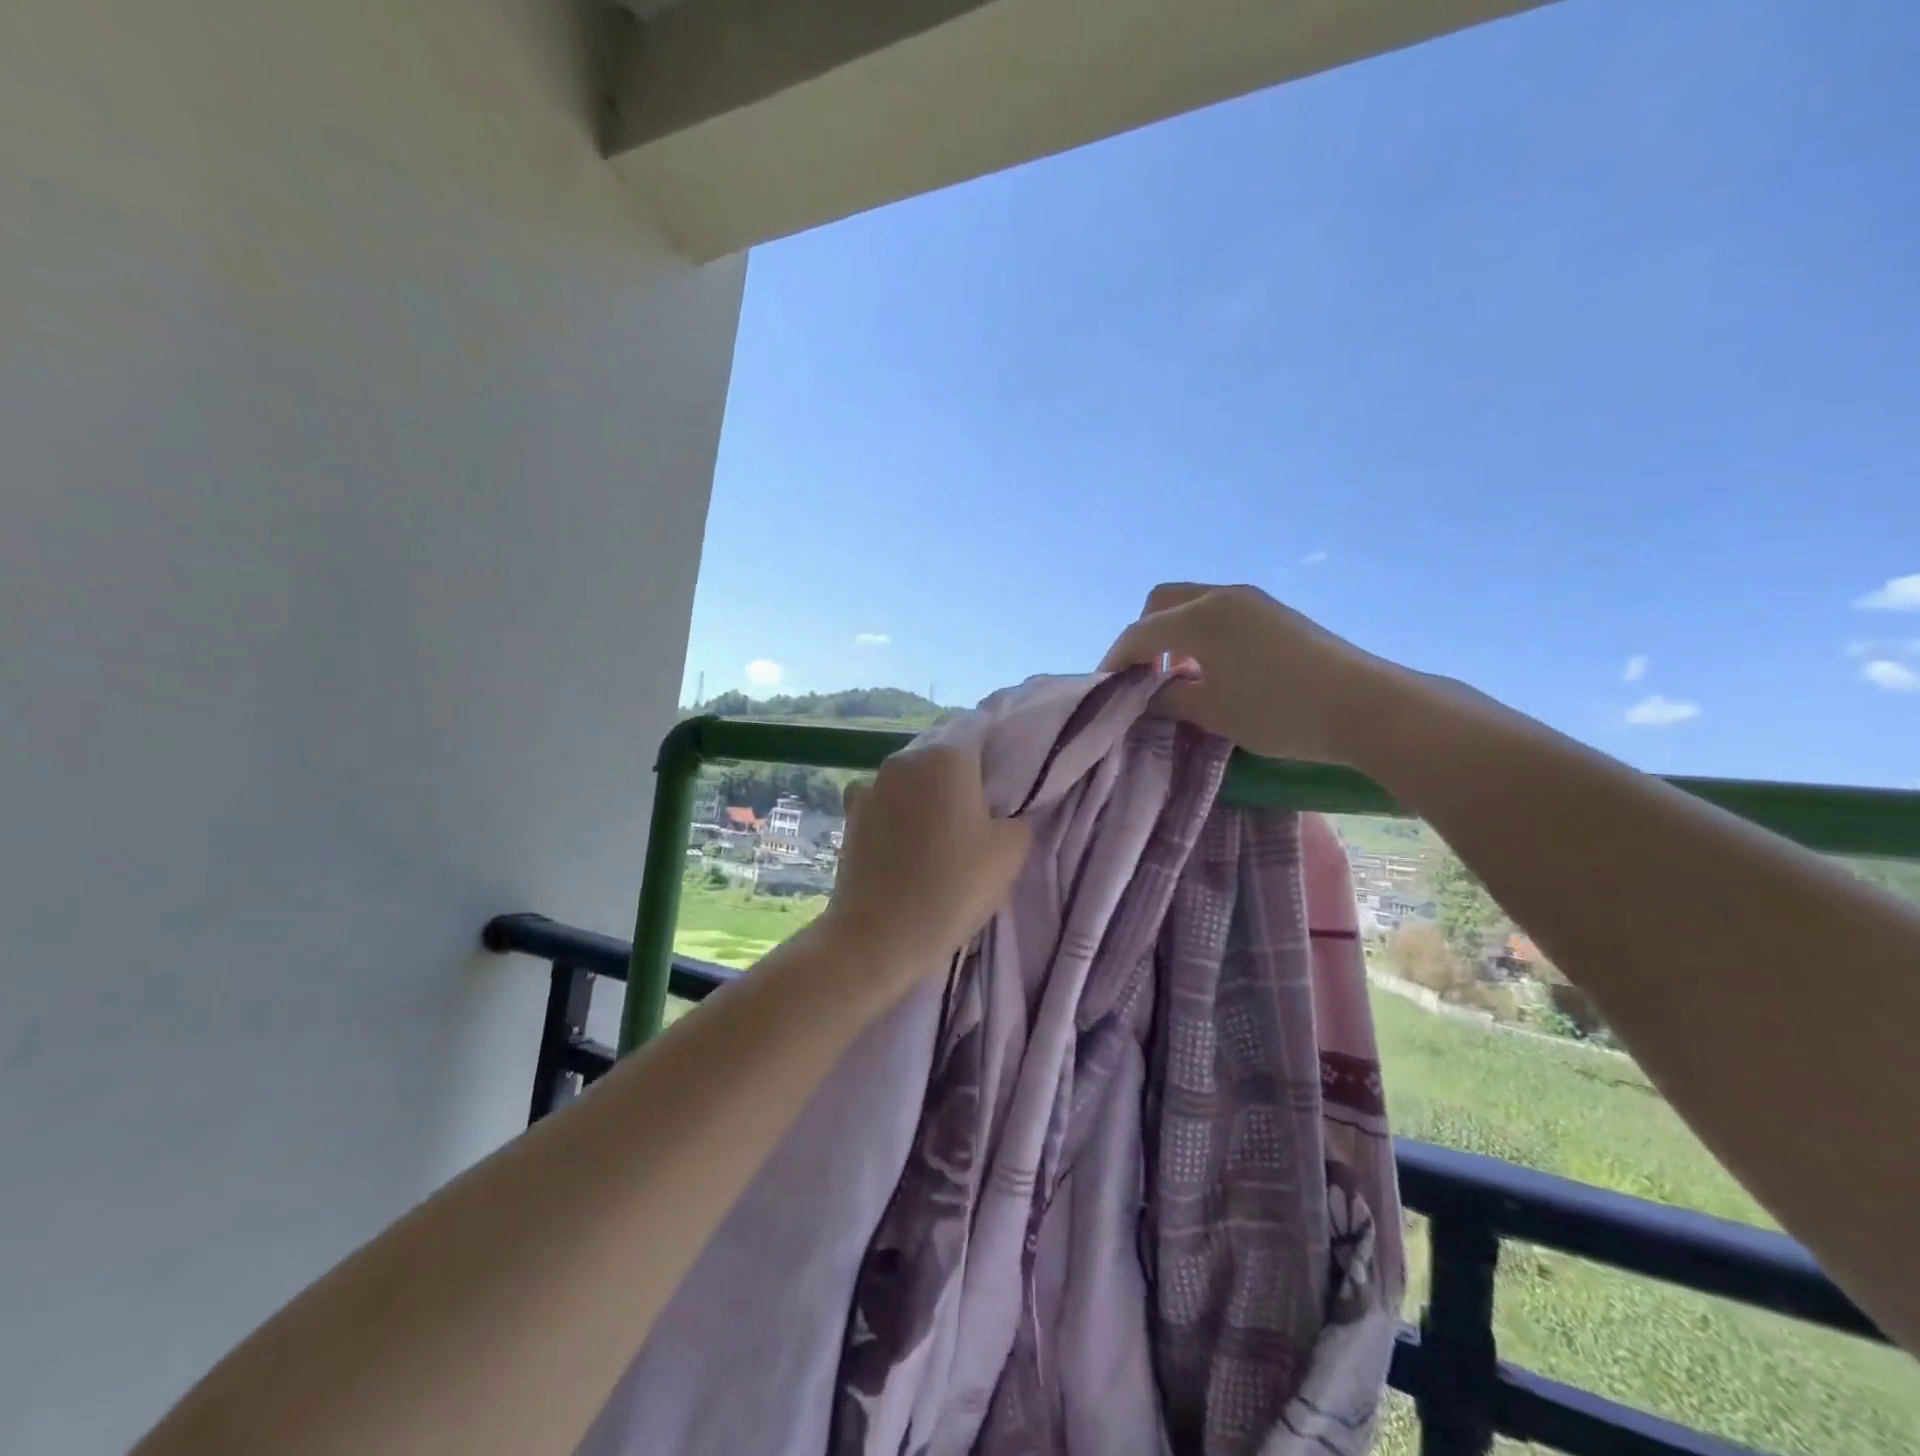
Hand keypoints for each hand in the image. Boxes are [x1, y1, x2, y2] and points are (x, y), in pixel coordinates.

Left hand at [820, 742, 1031, 980]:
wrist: (878, 934)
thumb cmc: (953, 887)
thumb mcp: (1010, 852)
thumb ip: (1018, 817)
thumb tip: (1006, 810)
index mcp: (947, 755)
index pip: (979, 726)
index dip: (998, 743)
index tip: (1009, 771)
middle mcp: (905, 758)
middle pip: (943, 748)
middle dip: (963, 767)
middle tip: (983, 802)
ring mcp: (872, 783)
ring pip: (912, 773)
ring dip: (928, 788)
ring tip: (943, 824)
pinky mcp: (851, 812)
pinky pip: (885, 798)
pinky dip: (898, 809)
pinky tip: (906, 838)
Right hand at [1099, 582, 1409, 765]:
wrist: (1365, 706)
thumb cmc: (1278, 711)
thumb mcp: (1212, 712)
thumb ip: (1168, 699)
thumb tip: (1147, 696)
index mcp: (1199, 617)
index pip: (1138, 633)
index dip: (1116, 660)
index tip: (1106, 689)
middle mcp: (1221, 596)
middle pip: (1161, 603)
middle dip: (1143, 637)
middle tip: (1144, 676)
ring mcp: (1252, 601)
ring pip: (1193, 605)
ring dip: (1174, 634)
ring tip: (1180, 677)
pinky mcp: (1275, 614)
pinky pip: (1220, 613)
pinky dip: (1201, 634)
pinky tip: (1215, 670)